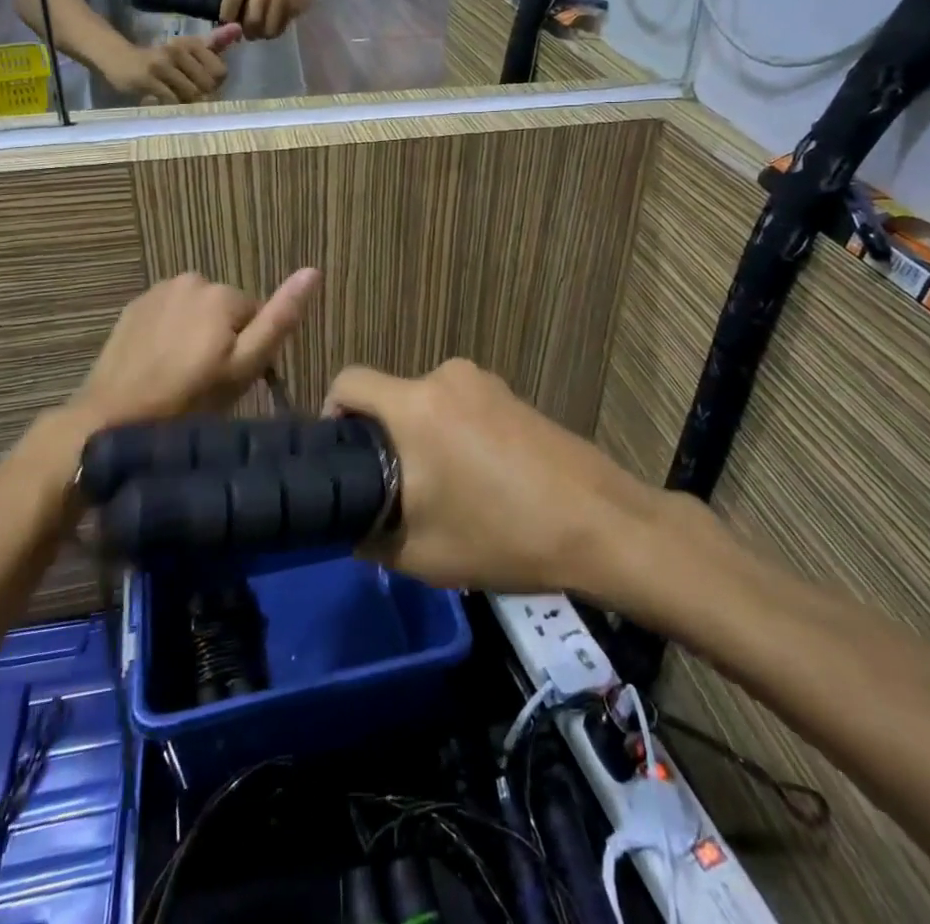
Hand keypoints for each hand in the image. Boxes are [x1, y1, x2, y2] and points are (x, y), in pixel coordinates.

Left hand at [77, 269, 320, 429]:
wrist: (114, 417)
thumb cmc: (189, 399)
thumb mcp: (245, 366)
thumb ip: (280, 318)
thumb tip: (313, 271)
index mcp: (222, 293)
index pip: (255, 316)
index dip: (249, 349)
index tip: (232, 379)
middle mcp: (191, 279)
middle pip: (225, 310)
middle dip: (222, 338)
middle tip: (208, 381)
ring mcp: (157, 291)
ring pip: (196, 312)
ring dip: (195, 334)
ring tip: (181, 374)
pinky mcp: (133, 307)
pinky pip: (168, 315)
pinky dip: (170, 334)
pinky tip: (158, 364)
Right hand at [105, 25, 242, 103]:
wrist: (118, 58)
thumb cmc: (159, 58)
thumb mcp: (187, 49)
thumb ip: (214, 43)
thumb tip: (238, 29)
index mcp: (190, 43)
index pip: (220, 71)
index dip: (215, 84)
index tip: (203, 85)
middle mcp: (177, 50)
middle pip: (207, 86)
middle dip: (203, 96)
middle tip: (190, 97)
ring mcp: (161, 65)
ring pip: (191, 94)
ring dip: (188, 103)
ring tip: (178, 100)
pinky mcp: (147, 79)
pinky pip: (171, 100)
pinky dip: (173, 106)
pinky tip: (166, 103)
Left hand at [220, 0, 310, 39]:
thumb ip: (234, 6)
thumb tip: (224, 30)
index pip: (231, 1)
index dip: (229, 21)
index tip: (231, 30)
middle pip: (251, 20)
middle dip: (249, 32)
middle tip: (250, 33)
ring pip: (265, 28)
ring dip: (262, 35)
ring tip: (262, 30)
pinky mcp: (293, 4)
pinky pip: (278, 29)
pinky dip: (274, 33)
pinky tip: (274, 26)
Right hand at [325, 359, 705, 595]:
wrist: (598, 523)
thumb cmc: (500, 535)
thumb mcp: (419, 553)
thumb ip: (366, 534)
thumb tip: (349, 522)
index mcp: (414, 404)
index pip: (348, 381)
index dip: (330, 413)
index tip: (339, 457)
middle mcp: (446, 377)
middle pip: (390, 397)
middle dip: (383, 439)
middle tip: (393, 490)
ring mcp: (485, 383)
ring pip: (427, 405)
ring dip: (422, 439)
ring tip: (442, 494)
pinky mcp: (513, 396)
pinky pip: (462, 408)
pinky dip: (454, 436)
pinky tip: (479, 482)